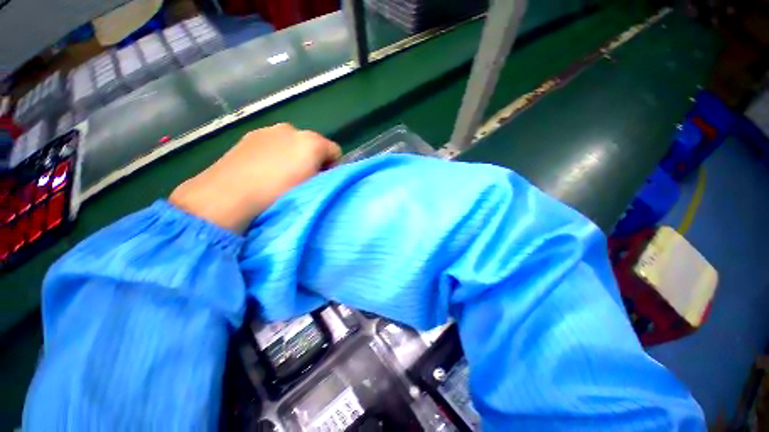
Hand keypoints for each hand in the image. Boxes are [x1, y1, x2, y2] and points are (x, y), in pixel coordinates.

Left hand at [169, 123, 340, 232]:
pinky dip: (273, 154)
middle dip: (311, 161)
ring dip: (292, 157)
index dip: (332, 168)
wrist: (226, 196)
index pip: (335, 151)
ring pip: (291, 144)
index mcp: (311, 141)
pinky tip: (261, 171)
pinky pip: (272, 144)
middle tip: (300, 180)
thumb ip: (326, 175)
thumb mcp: (313, 188)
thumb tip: (323, 171)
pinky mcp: (248, 136)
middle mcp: (291, 129)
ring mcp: (267, 130)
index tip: (320, 182)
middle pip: (313, 145)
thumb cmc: (278, 194)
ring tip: (278, 177)